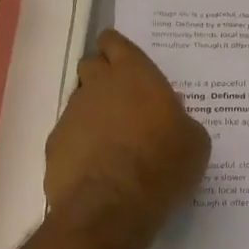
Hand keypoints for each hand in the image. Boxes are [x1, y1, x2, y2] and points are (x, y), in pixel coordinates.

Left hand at [46, 30, 209, 231]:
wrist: (111, 206)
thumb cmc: (162, 164)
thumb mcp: (194, 141)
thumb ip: (180, 121)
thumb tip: (170, 123)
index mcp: (134, 74)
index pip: (115, 42)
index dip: (119, 49)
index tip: (128, 62)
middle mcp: (98, 86)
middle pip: (92, 66)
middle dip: (105, 76)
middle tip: (126, 99)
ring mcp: (71, 115)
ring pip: (81, 102)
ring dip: (95, 113)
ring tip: (115, 141)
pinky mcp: (54, 146)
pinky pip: (71, 136)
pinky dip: (83, 145)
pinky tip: (99, 167)